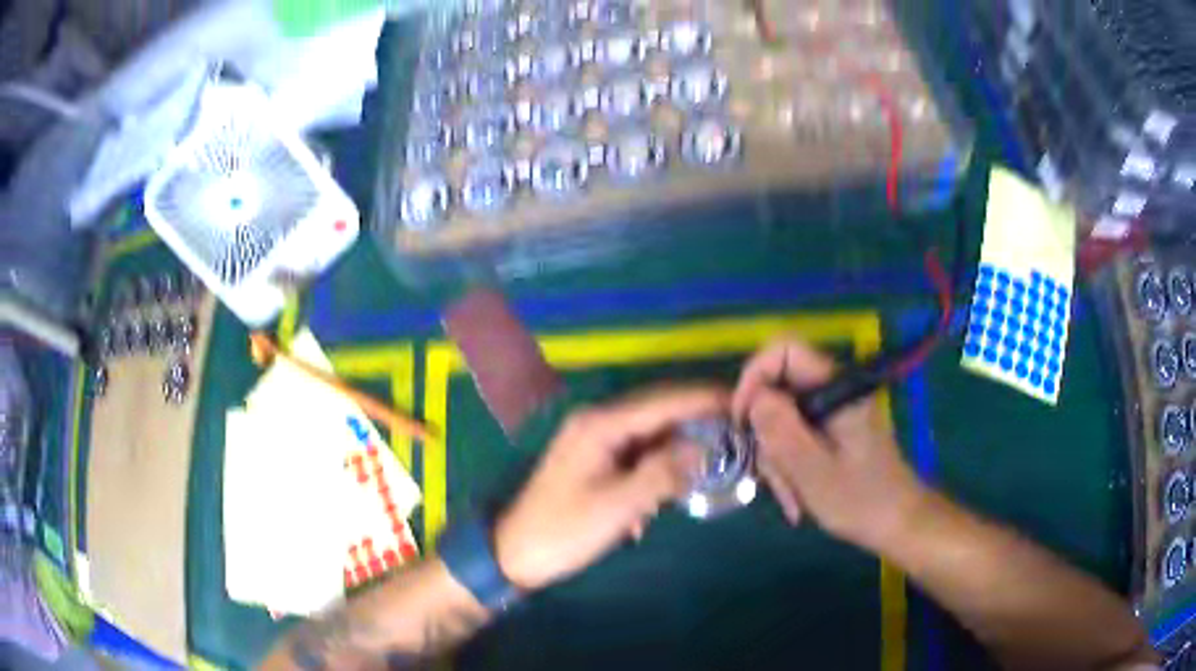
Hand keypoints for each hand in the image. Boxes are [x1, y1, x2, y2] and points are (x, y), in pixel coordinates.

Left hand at [494, 386, 727, 590]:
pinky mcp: (594, 461)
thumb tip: (704, 449)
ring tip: (713, 461)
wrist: (514, 554)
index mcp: (601, 425)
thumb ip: (663, 473)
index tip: (743, 403)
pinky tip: (663, 496)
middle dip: (697, 421)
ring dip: (677, 449)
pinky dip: (656, 469)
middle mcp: (597, 422)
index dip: (705, 399)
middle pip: (659, 412)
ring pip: (650, 434)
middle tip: (738, 432)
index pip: (664, 401)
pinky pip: (636, 454)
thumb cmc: (565, 530)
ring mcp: (594, 440)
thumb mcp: (618, 505)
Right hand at [732, 339, 926, 551]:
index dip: (754, 376)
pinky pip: (795, 434)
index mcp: (836, 387)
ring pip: (782, 416)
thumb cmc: (860, 499)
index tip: (742, 420)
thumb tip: (752, 397)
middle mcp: (833, 390)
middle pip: (778, 388)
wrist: (897, 521)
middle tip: (767, 476)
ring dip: (777, 457)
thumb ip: (782, 429)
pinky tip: (796, 496)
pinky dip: (788, 463)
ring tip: (789, 497)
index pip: (783, 350)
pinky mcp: (831, 429)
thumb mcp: (814, 470)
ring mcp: (832, 410)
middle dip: (765, 433)